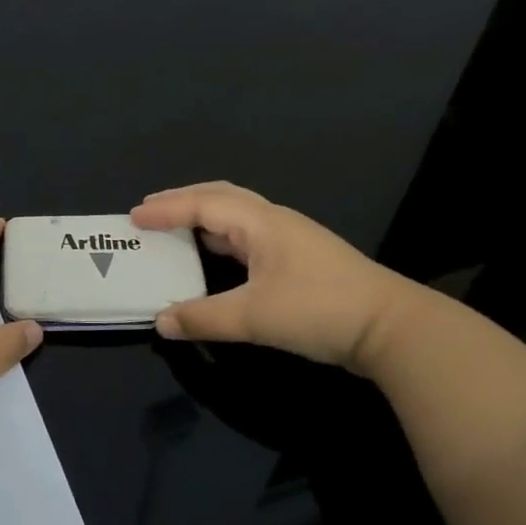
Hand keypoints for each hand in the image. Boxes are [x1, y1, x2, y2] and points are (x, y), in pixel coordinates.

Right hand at [130, 181, 419, 372]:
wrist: (392, 328)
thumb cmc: (318, 310)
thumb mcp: (253, 317)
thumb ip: (203, 318)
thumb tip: (161, 322)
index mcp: (260, 222)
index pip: (202, 204)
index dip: (165, 209)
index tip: (133, 217)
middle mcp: (273, 220)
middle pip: (220, 196)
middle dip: (182, 201)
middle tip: (149, 212)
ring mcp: (290, 238)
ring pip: (236, 214)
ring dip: (202, 216)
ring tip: (174, 228)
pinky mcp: (301, 258)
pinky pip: (248, 234)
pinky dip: (221, 237)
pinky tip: (215, 255)